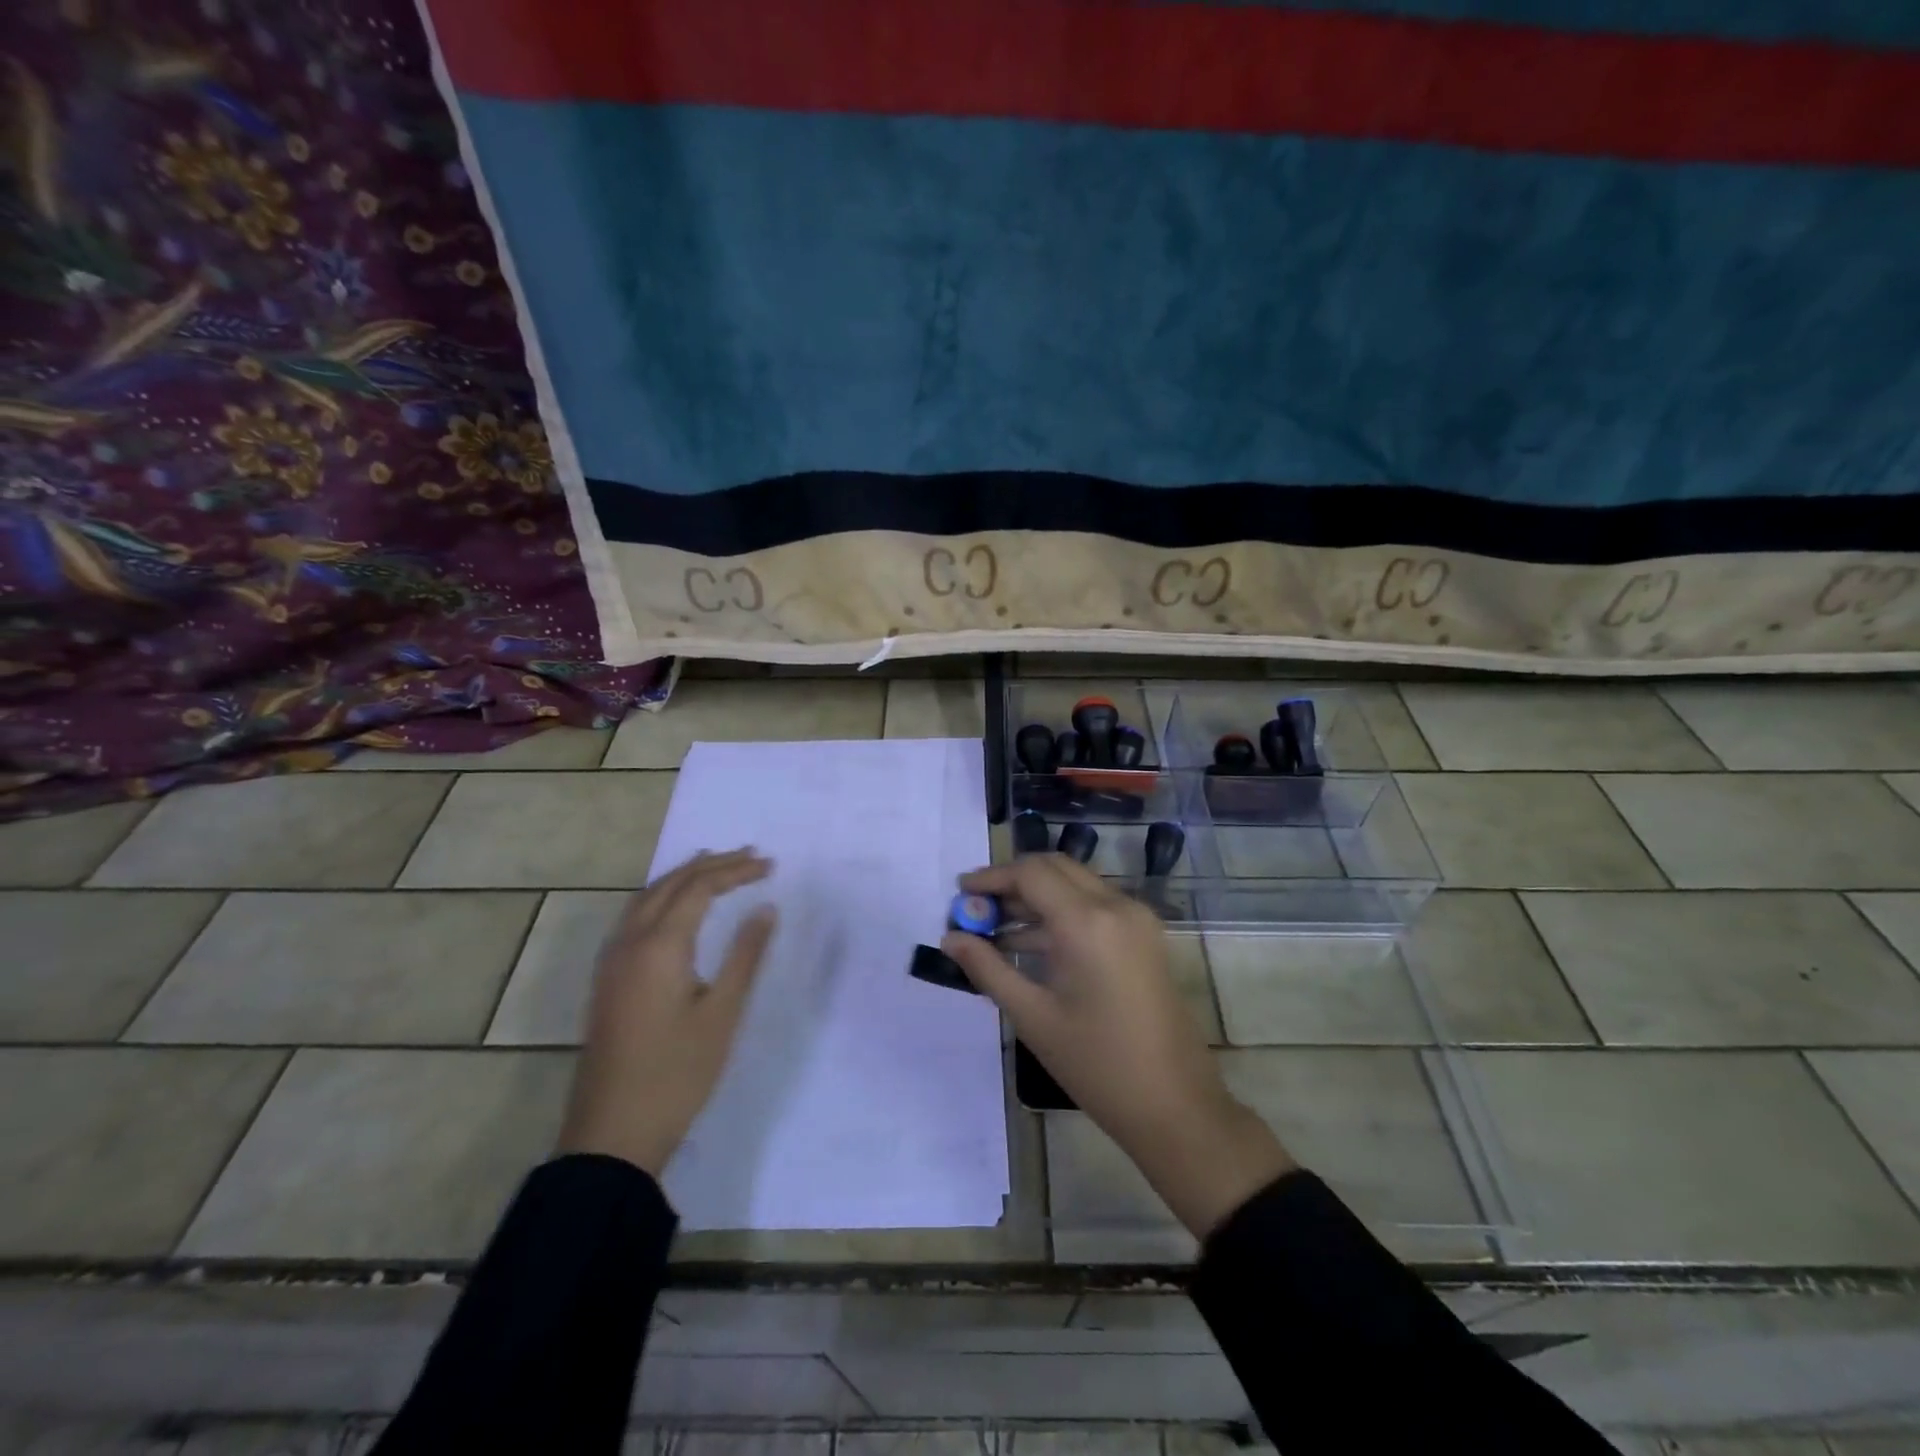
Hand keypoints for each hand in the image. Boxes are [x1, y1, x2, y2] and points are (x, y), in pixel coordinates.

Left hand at [557, 848, 776, 1176]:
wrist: (612, 1134)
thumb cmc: (677, 1073)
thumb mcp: (722, 1014)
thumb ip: (745, 956)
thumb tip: (765, 909)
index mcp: (659, 946)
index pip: (700, 888)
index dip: (736, 871)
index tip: (770, 865)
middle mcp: (630, 942)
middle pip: (671, 884)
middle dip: (711, 865)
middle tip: (751, 856)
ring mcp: (612, 961)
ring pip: (647, 897)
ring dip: (683, 876)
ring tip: (714, 865)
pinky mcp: (607, 980)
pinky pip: (634, 917)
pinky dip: (662, 896)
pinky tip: (676, 907)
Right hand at [941, 853, 1293, 1236]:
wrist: (1175, 1105)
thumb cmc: (1097, 1064)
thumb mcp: (1033, 1016)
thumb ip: (987, 969)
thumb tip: (950, 939)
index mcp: (1088, 922)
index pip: (1031, 873)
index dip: (991, 877)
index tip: (959, 892)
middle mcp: (1116, 905)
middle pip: (1054, 868)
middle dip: (1012, 881)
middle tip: (977, 906)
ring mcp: (1136, 918)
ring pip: (1075, 884)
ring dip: (1036, 897)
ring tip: (993, 928)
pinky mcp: (1144, 935)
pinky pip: (1095, 906)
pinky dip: (1061, 913)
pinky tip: (1030, 944)